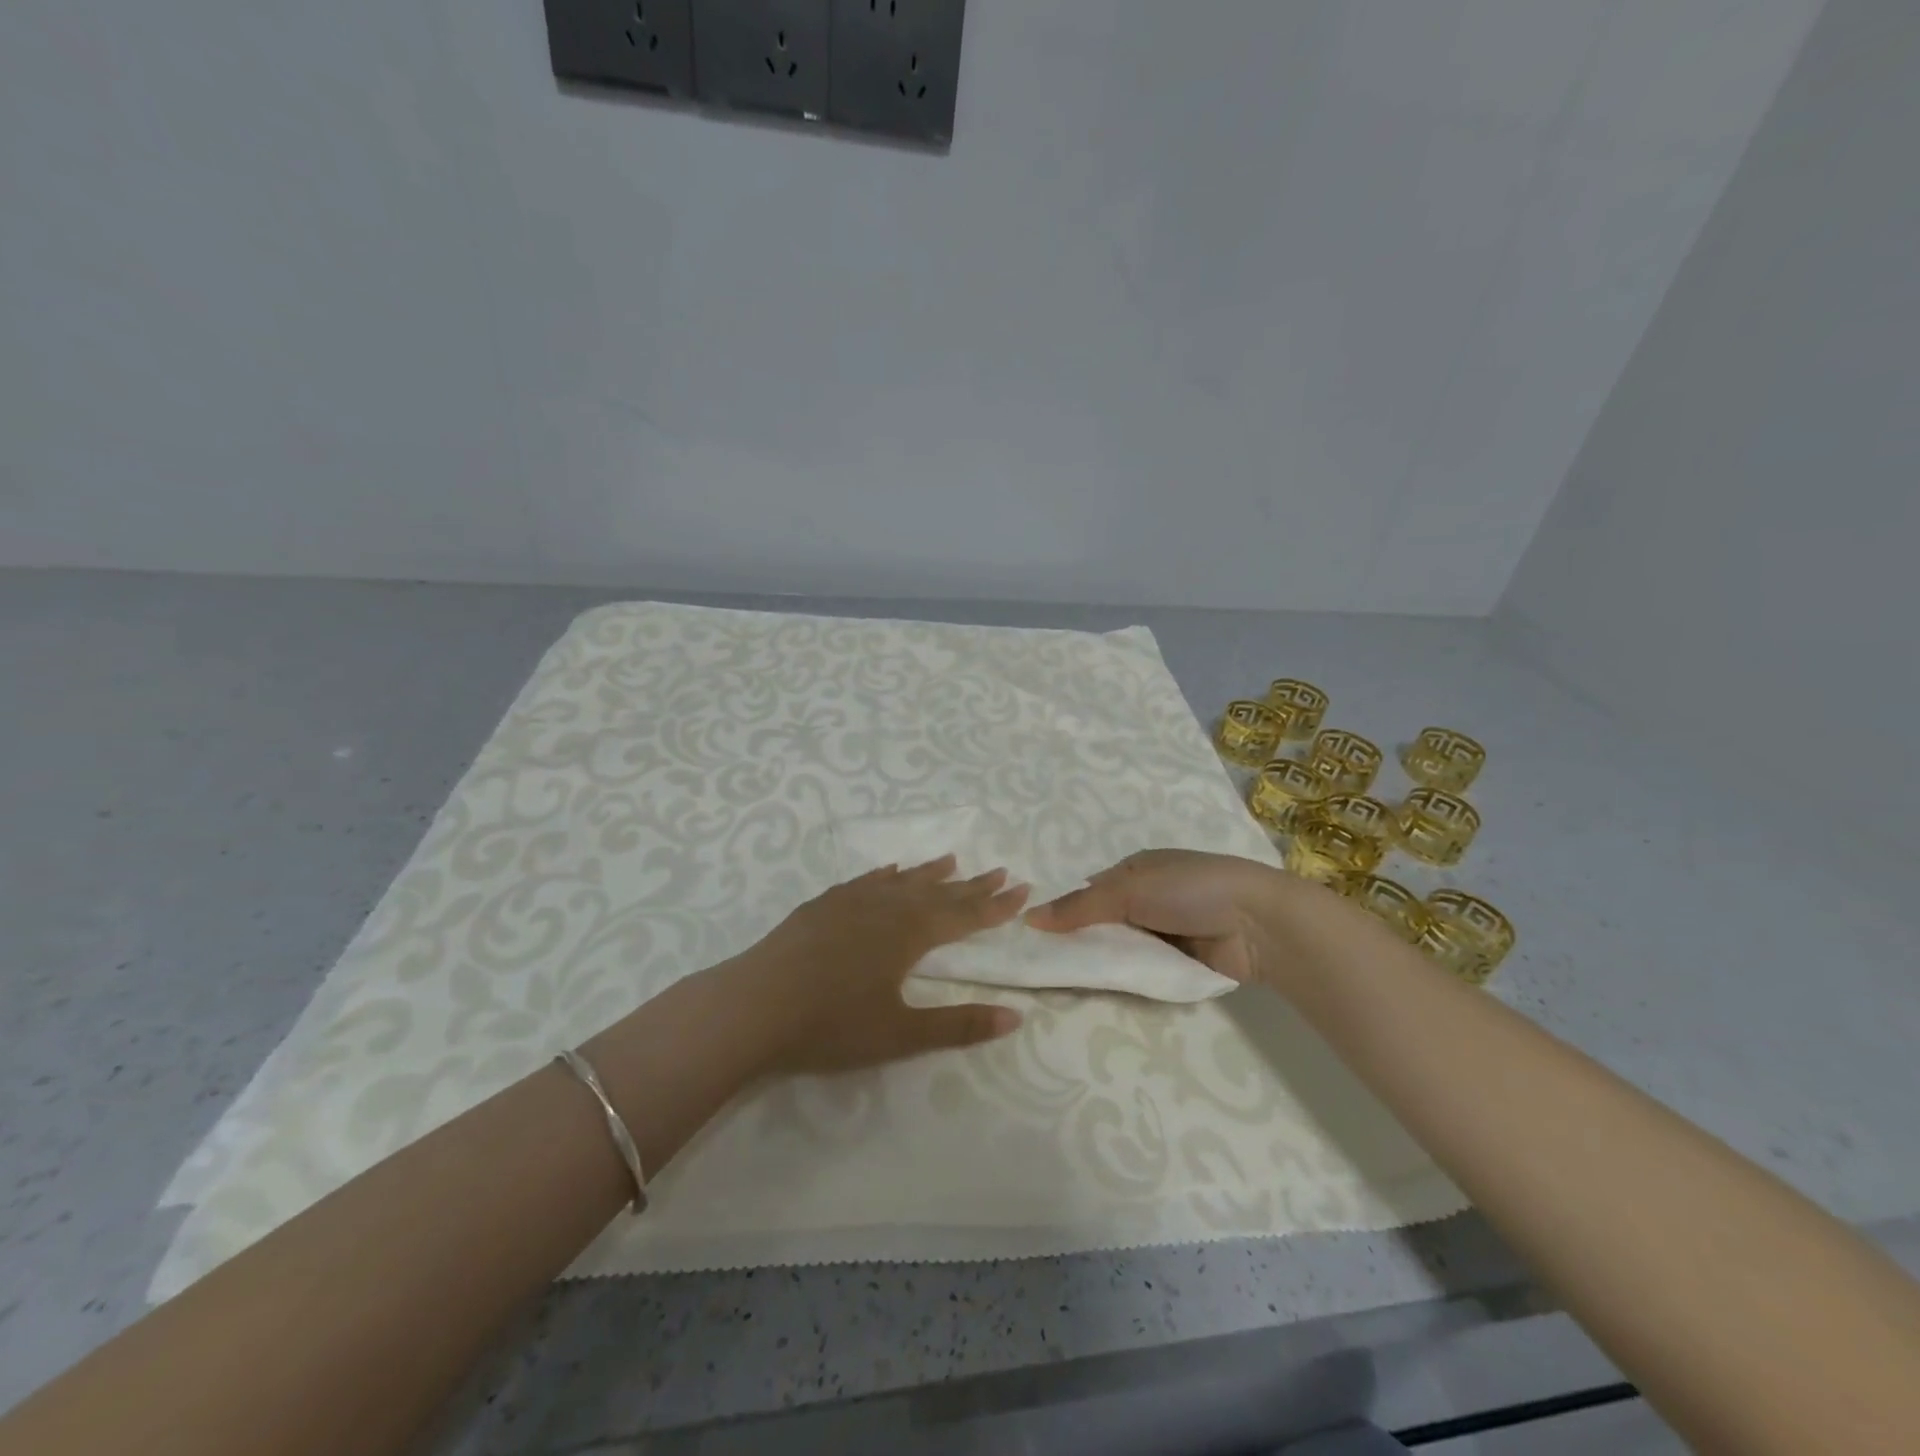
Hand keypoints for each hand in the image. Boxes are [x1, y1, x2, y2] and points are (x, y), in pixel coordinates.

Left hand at [726, 856, 1028, 1074]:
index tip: (1022, 889)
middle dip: (971, 886)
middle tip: (999, 871)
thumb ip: (958, 1025)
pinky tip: (890, 871)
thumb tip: (1015, 1016)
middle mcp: (885, 908)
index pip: (963, 916)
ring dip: (930, 873)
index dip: (995, 906)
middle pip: (937, 893)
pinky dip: (885, 875)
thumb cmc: (830, 1025)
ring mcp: (850, 902)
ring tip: (952, 861)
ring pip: (901, 881)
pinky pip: (865, 881)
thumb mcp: (900, 1035)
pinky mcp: (822, 906)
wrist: (753, 1006)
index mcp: (909, 935)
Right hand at [1025, 848, 1294, 985]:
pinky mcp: (1180, 962)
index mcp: (1136, 869)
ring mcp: (1165, 931)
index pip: (1089, 891)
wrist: (1260, 924)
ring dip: (1104, 961)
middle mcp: (1148, 898)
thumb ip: (1080, 907)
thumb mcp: (1130, 890)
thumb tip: (1030, 917)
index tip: (1035, 937)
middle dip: (1082, 941)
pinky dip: (1128, 977)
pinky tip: (1102, 990)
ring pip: (1122, 949)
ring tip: (1065, 983)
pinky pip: (1144, 970)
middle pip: (1103, 923)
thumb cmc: (1191, 890)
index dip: (1064, 912)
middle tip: (1044, 966)